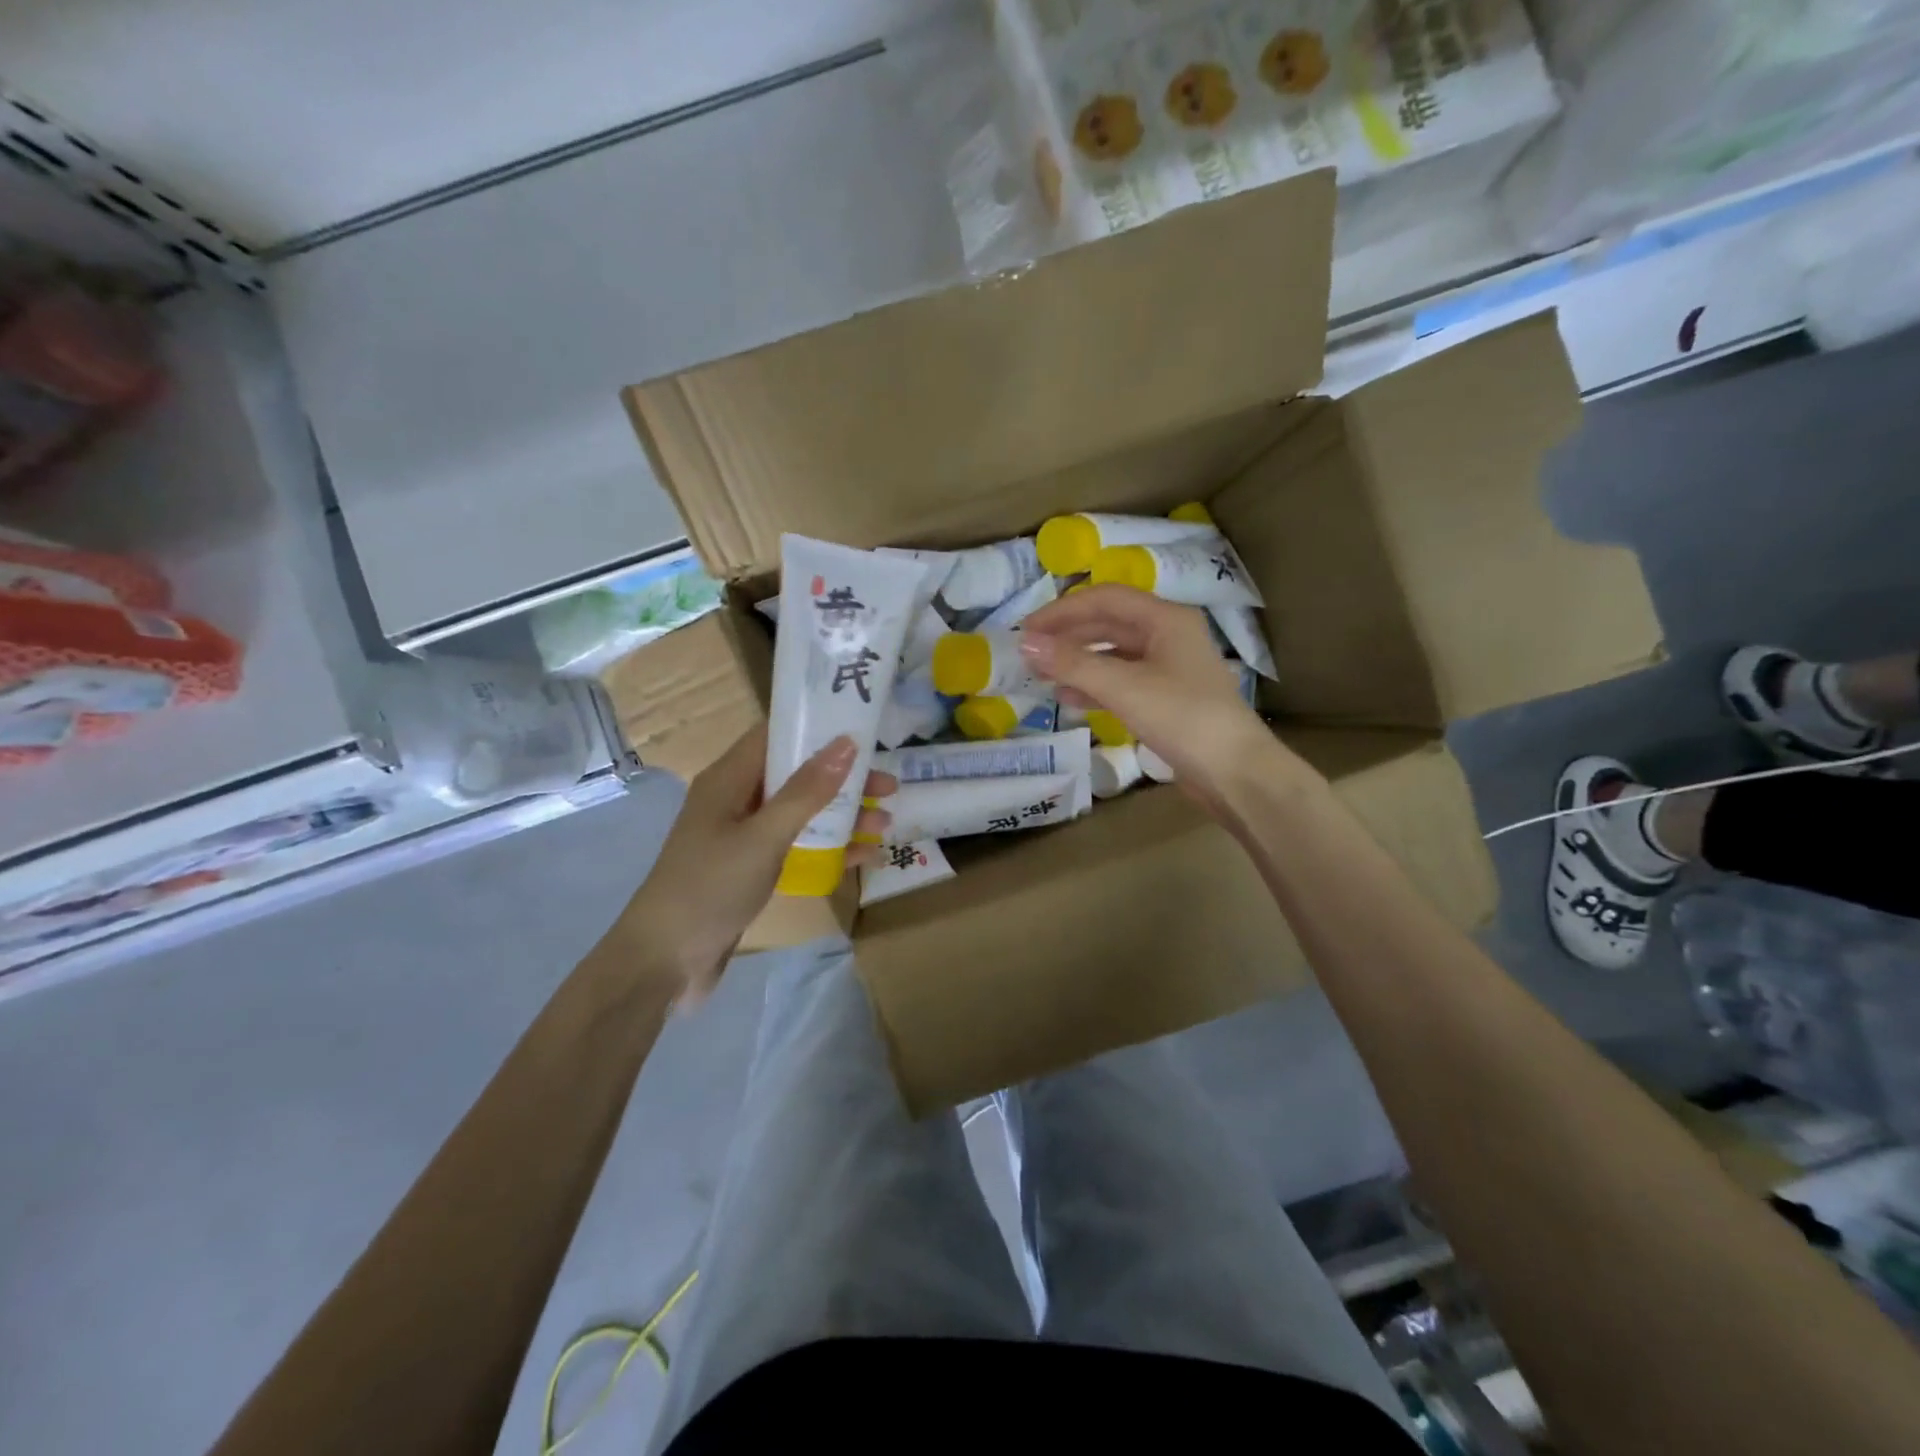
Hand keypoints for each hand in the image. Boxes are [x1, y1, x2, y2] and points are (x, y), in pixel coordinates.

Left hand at [623, 725, 893, 1002]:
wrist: (664, 961)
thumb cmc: (710, 887)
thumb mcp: (763, 836)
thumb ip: (806, 791)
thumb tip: (846, 743)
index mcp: (729, 780)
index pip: (776, 735)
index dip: (818, 728)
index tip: (864, 730)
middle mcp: (737, 800)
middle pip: (797, 775)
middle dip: (842, 779)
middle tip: (888, 786)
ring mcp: (744, 836)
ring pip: (801, 813)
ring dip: (842, 815)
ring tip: (885, 823)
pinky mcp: (752, 868)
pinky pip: (797, 846)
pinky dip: (829, 848)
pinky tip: (864, 856)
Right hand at [1020, 586, 1285, 816]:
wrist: (1235, 773)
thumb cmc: (1183, 718)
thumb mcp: (1124, 687)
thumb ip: (1073, 664)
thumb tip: (1026, 643)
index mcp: (1166, 619)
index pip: (1105, 599)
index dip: (1062, 610)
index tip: (1026, 630)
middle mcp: (1169, 636)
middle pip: (1108, 624)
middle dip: (1068, 636)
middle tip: (1030, 653)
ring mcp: (1169, 668)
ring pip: (1113, 655)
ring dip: (1078, 663)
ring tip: (1043, 676)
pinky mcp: (1167, 699)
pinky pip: (1122, 682)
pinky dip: (1095, 687)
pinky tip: (1070, 700)